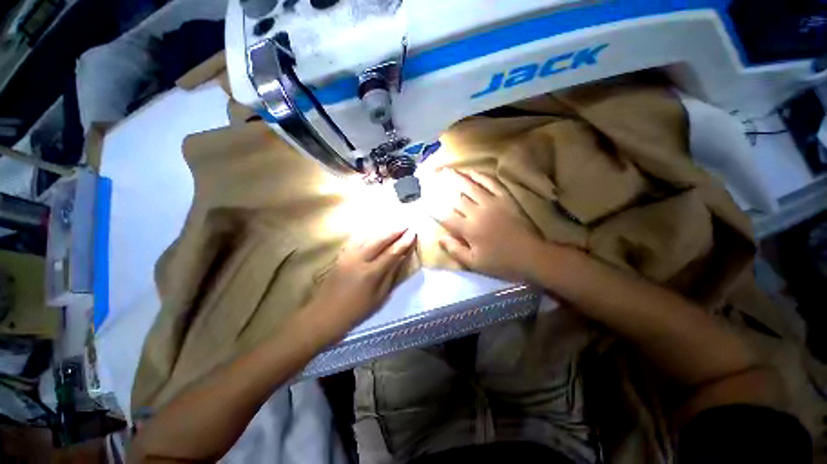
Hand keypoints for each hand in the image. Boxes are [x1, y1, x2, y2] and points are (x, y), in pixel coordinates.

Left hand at [300, 226, 416, 342]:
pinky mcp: (341, 256)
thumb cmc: (355, 311)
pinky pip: (355, 240)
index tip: (413, 233)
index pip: (392, 252)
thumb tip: (400, 259)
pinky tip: (373, 231)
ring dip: (382, 230)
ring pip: (367, 237)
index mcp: (370, 273)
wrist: (324, 314)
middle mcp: (359, 260)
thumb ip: (390, 276)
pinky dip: (367, 233)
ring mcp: (348, 256)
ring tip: (393, 225)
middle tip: (406, 225)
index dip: (404, 242)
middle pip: (380, 240)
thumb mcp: (378, 298)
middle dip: (394, 231)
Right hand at [431, 169, 542, 280]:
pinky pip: (492, 184)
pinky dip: (481, 176)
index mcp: (469, 229)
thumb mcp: (474, 263)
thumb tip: (439, 238)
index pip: (446, 217)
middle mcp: (477, 212)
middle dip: (443, 186)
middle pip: (457, 197)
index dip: (434, 209)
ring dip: (459, 177)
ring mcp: (492, 203)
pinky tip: (473, 171)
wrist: (530, 256)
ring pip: (472, 186)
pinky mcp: (505, 199)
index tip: (425, 202)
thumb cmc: (500, 262)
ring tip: (448, 169)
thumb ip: (455, 250)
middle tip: (433, 176)